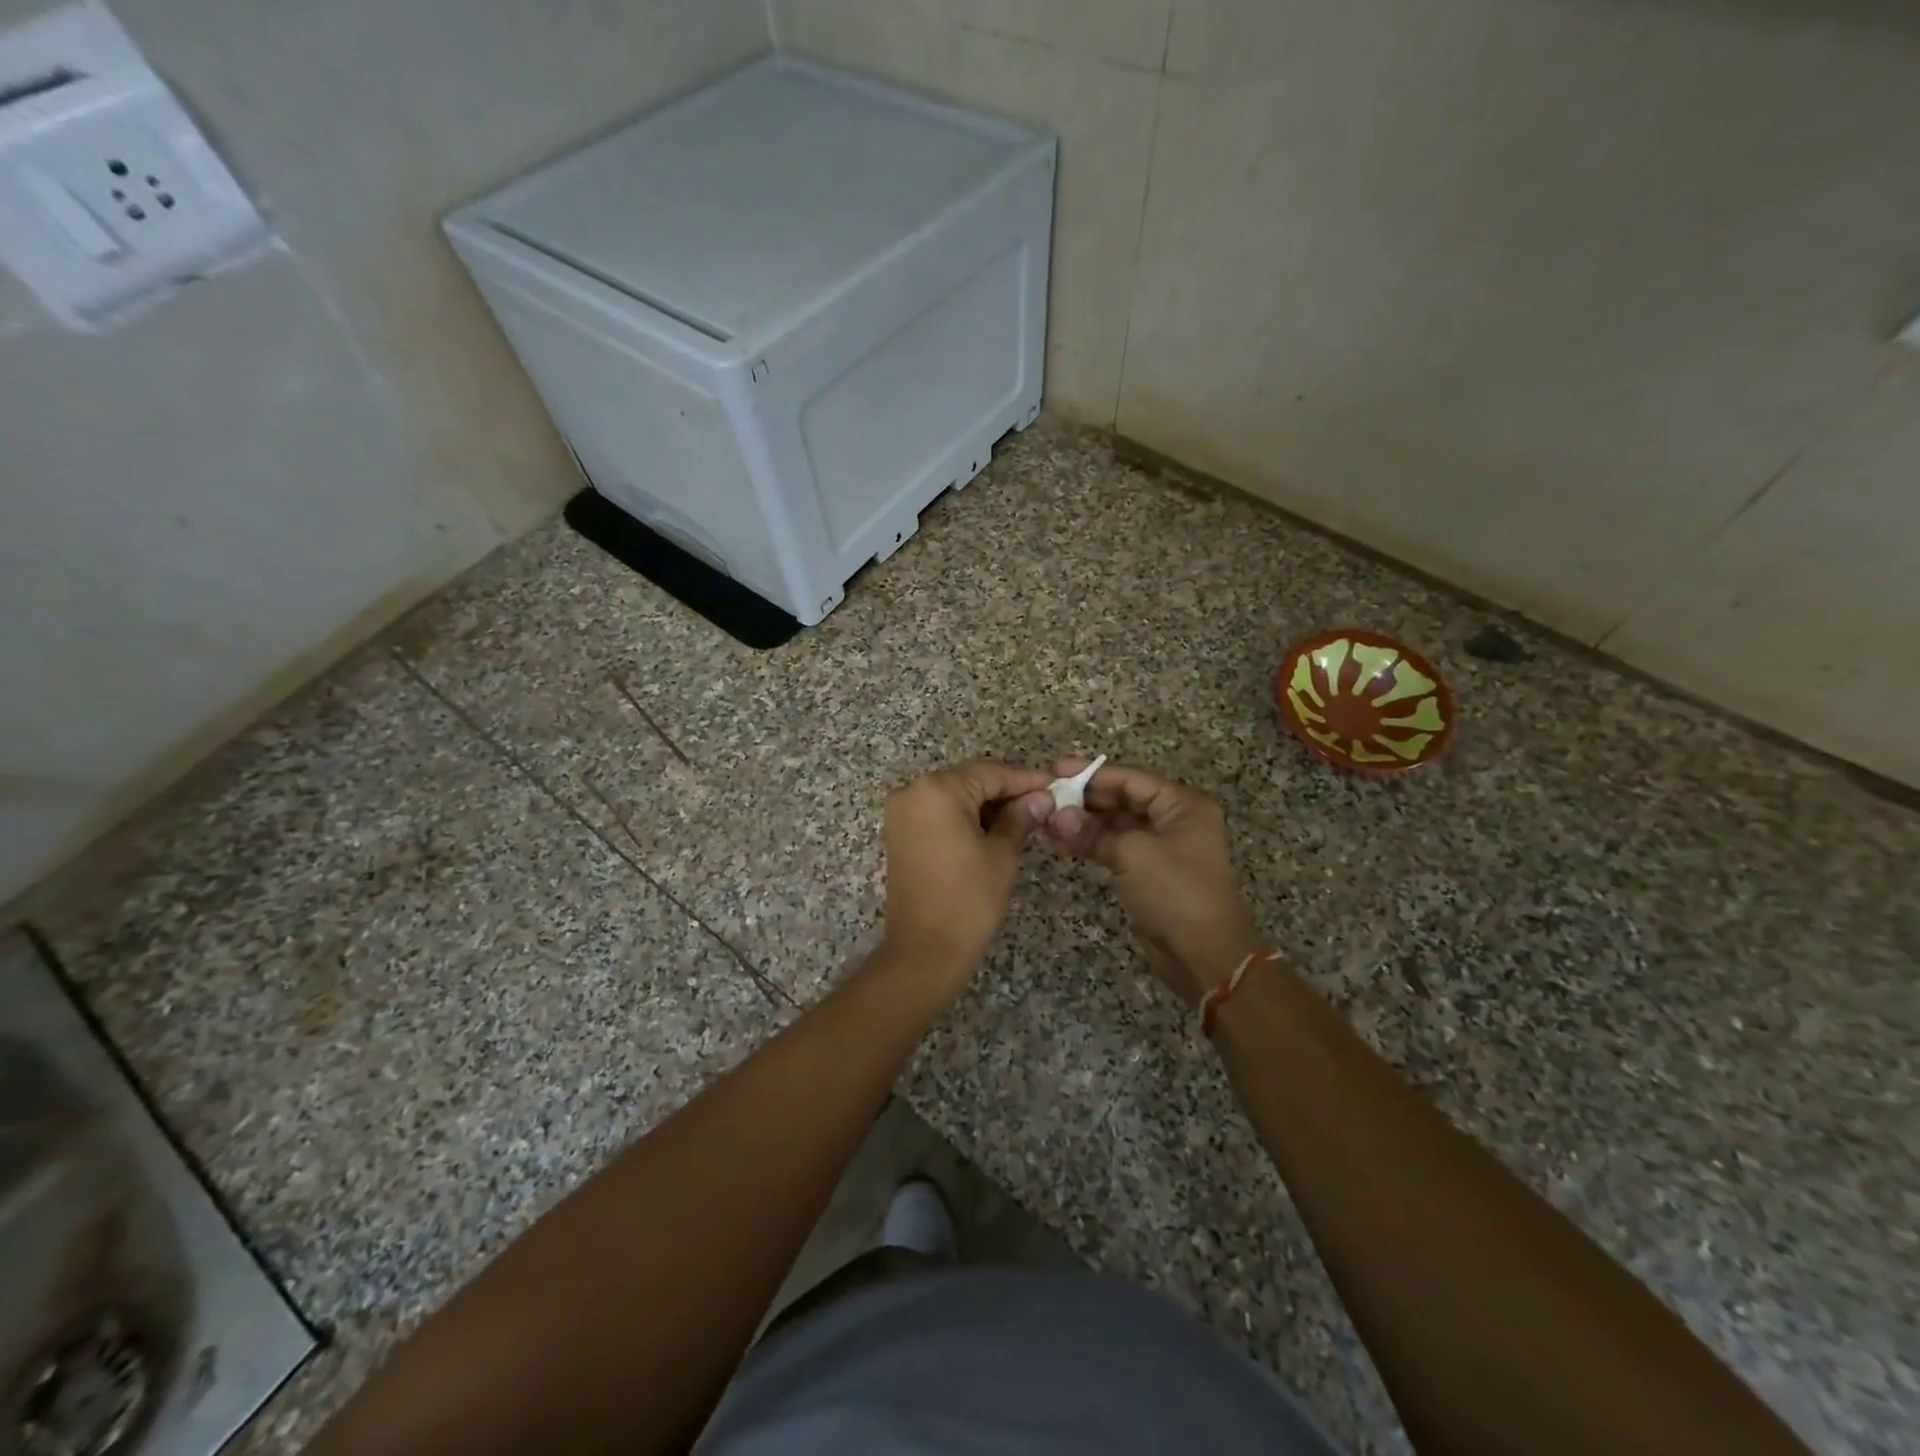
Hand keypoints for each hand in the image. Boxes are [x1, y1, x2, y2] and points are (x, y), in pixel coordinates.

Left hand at [881, 761, 1054, 983]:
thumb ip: (1020, 818)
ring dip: (986, 805)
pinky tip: (993, 828)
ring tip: (1024, 817)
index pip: (990, 773)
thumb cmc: (968, 900)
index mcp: (938, 790)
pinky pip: (938, 812)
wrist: (924, 950)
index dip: (1025, 780)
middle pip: (969, 780)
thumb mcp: (1001, 854)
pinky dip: (964, 817)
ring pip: (954, 796)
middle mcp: (913, 791)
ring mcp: (901, 812)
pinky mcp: (899, 832)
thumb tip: (1041, 797)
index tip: (1054, 785)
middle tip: (1042, 802)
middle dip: (1005, 792)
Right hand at [1044, 759, 1265, 1006]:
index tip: (1055, 770)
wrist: (1203, 954)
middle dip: (1083, 799)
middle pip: (1121, 799)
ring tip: (1044, 820)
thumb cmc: (1175, 892)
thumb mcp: (1133, 854)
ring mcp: (1160, 846)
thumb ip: (1093, 831)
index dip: (1092, 773)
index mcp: (1181, 805)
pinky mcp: (1147, 871)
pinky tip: (1058, 842)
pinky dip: (1088, 844)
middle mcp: (1173, 819)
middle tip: (1045, 797)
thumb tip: (1056, 816)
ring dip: (1081, 822)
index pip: (1130, 778)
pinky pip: (1113, 847)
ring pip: (1114, 824)